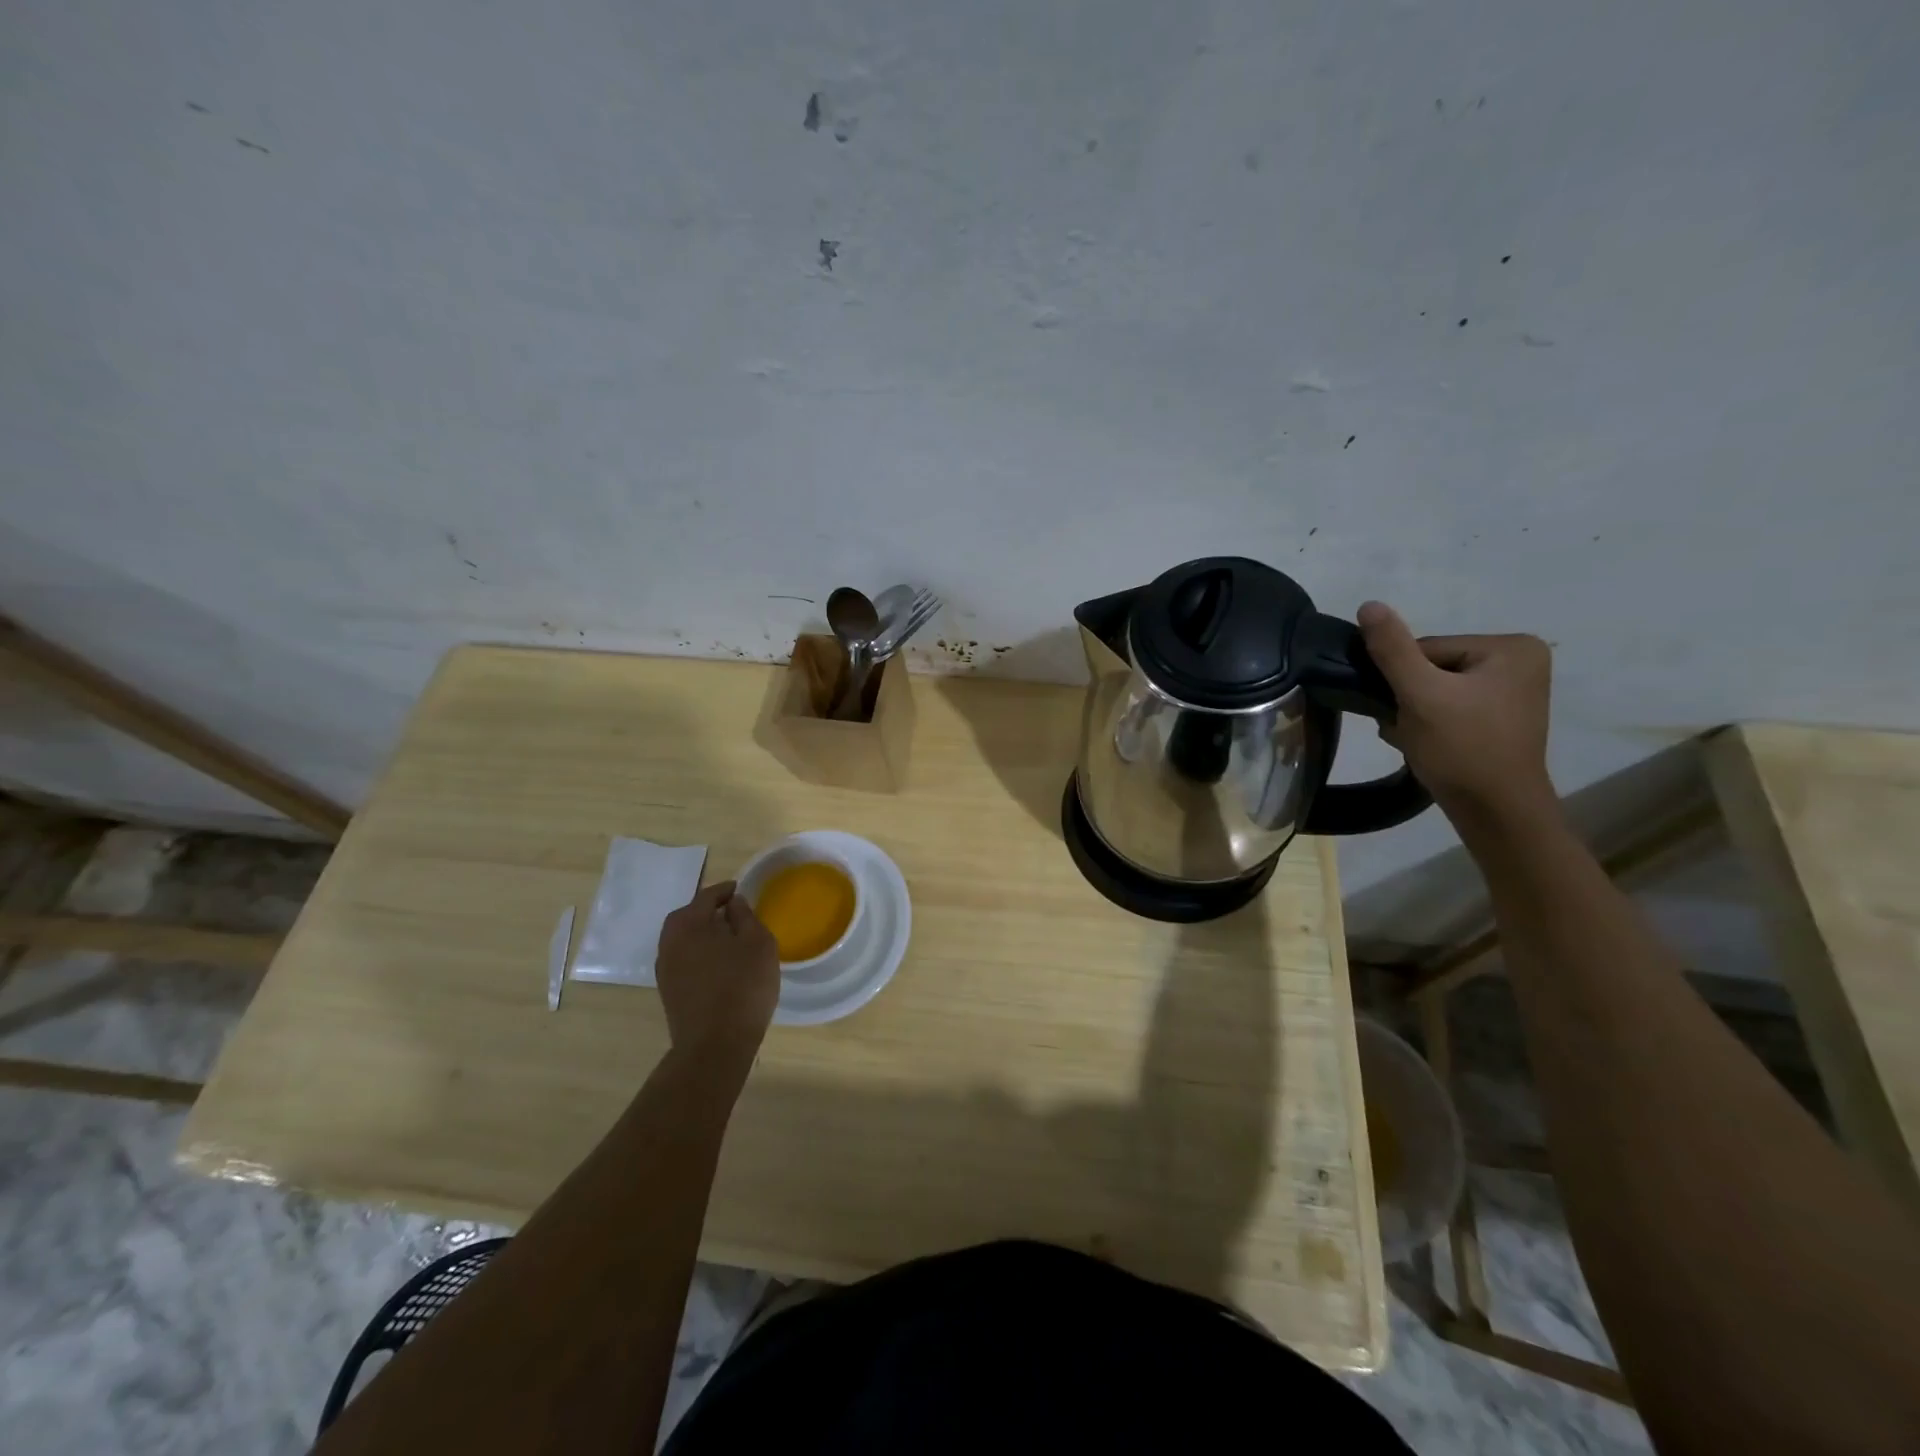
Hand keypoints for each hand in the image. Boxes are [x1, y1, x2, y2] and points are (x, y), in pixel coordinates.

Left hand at [654, 881, 779, 1069]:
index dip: (724, 891)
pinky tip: (719, 964)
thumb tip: (733, 903)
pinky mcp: (669, 992)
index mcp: (688, 924)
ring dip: (703, 934)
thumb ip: (745, 916)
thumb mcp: (757, 943)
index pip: (706, 896)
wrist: (715, 1045)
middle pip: (688, 917)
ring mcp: (665, 970)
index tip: (740, 890)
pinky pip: (685, 960)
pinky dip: (700, 954)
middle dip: (709, 911)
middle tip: (733, 913)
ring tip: (729, 939)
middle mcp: (669, 942)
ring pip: (684, 940)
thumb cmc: (742, 986)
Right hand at [1357, 601, 1556, 824]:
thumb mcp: (1421, 694)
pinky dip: (1429, 723)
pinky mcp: (1500, 718)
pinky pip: (1450, 707)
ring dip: (1413, 712)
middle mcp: (1520, 661)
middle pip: (1432, 668)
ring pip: (1435, 689)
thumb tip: (1369, 604)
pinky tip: (1425, 744)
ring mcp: (1513, 692)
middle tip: (1406, 728)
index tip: (1403, 709)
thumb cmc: (1462, 749)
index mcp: (1511, 647)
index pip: (1428, 648)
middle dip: (1408, 698)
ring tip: (1416, 739)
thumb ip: (1393, 649)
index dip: (1403, 679)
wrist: (1495, 813)